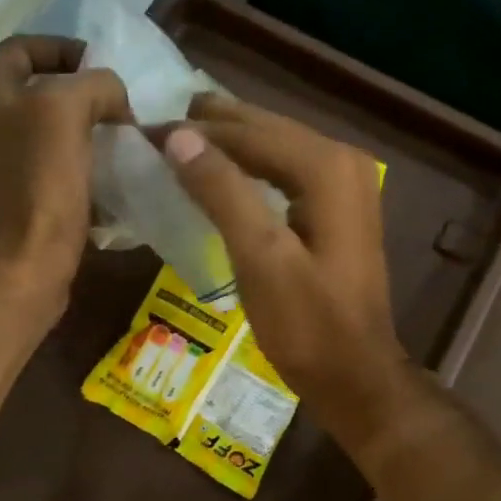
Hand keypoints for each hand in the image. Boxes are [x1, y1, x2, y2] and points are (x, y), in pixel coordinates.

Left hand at [0, 35, 129, 317]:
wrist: (24, 262)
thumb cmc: (40, 179)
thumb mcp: (69, 108)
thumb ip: (95, 84)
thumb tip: (113, 101)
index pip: (23, 47)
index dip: (66, 48)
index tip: (105, 68)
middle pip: (34, 90)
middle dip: (79, 92)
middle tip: (116, 105)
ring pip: (44, 130)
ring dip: (81, 129)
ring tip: (117, 138)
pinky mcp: (13, 198)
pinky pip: (48, 165)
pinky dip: (76, 162)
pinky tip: (104, 172)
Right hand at [160, 94, 412, 447]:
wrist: (356, 376)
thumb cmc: (306, 325)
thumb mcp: (260, 258)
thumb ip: (222, 192)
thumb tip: (178, 136)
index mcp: (326, 168)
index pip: (250, 133)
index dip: (195, 131)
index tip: (145, 131)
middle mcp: (342, 162)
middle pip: (267, 131)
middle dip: (212, 127)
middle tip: (155, 124)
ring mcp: (346, 185)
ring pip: (276, 149)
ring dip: (229, 144)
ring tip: (180, 140)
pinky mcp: (339, 210)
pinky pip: (287, 172)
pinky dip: (251, 169)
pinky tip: (223, 174)